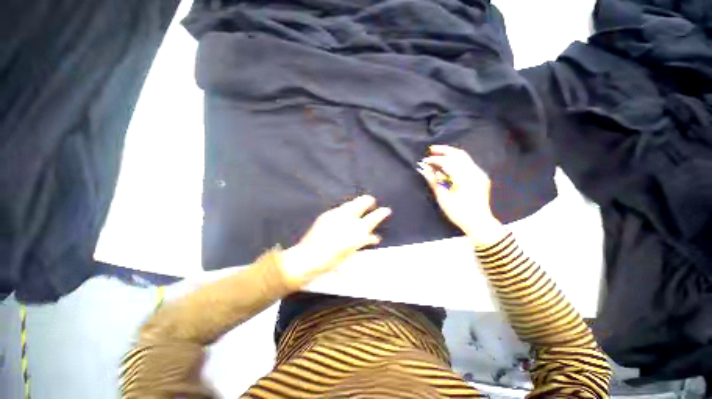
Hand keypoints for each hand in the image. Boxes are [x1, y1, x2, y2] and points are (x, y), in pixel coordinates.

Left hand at [279, 195, 390, 289]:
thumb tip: (374, 237)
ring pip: (351, 204)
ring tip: (362, 204)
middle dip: (368, 201)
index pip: (373, 218)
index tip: (386, 210)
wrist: (307, 258)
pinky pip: (340, 209)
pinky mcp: (326, 215)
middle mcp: (348, 218)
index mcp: (356, 230)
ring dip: (357, 204)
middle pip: (361, 203)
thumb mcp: (352, 252)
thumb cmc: (332, 260)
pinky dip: (346, 210)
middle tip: (372, 201)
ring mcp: (336, 215)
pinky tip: (345, 213)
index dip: (381, 213)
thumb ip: (364, 241)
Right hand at [417, 145, 503, 243]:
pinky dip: (457, 161)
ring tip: (438, 154)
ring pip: (464, 157)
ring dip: (451, 154)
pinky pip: (468, 163)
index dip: (435, 160)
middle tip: (431, 149)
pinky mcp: (481, 177)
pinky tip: (449, 163)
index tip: (424, 161)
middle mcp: (474, 172)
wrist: (479, 222)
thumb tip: (425, 169)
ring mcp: (479, 174)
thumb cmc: (458, 212)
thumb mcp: (443, 197)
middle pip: (458, 154)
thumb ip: (434, 181)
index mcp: (464, 177)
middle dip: (444, 150)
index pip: (448, 162)